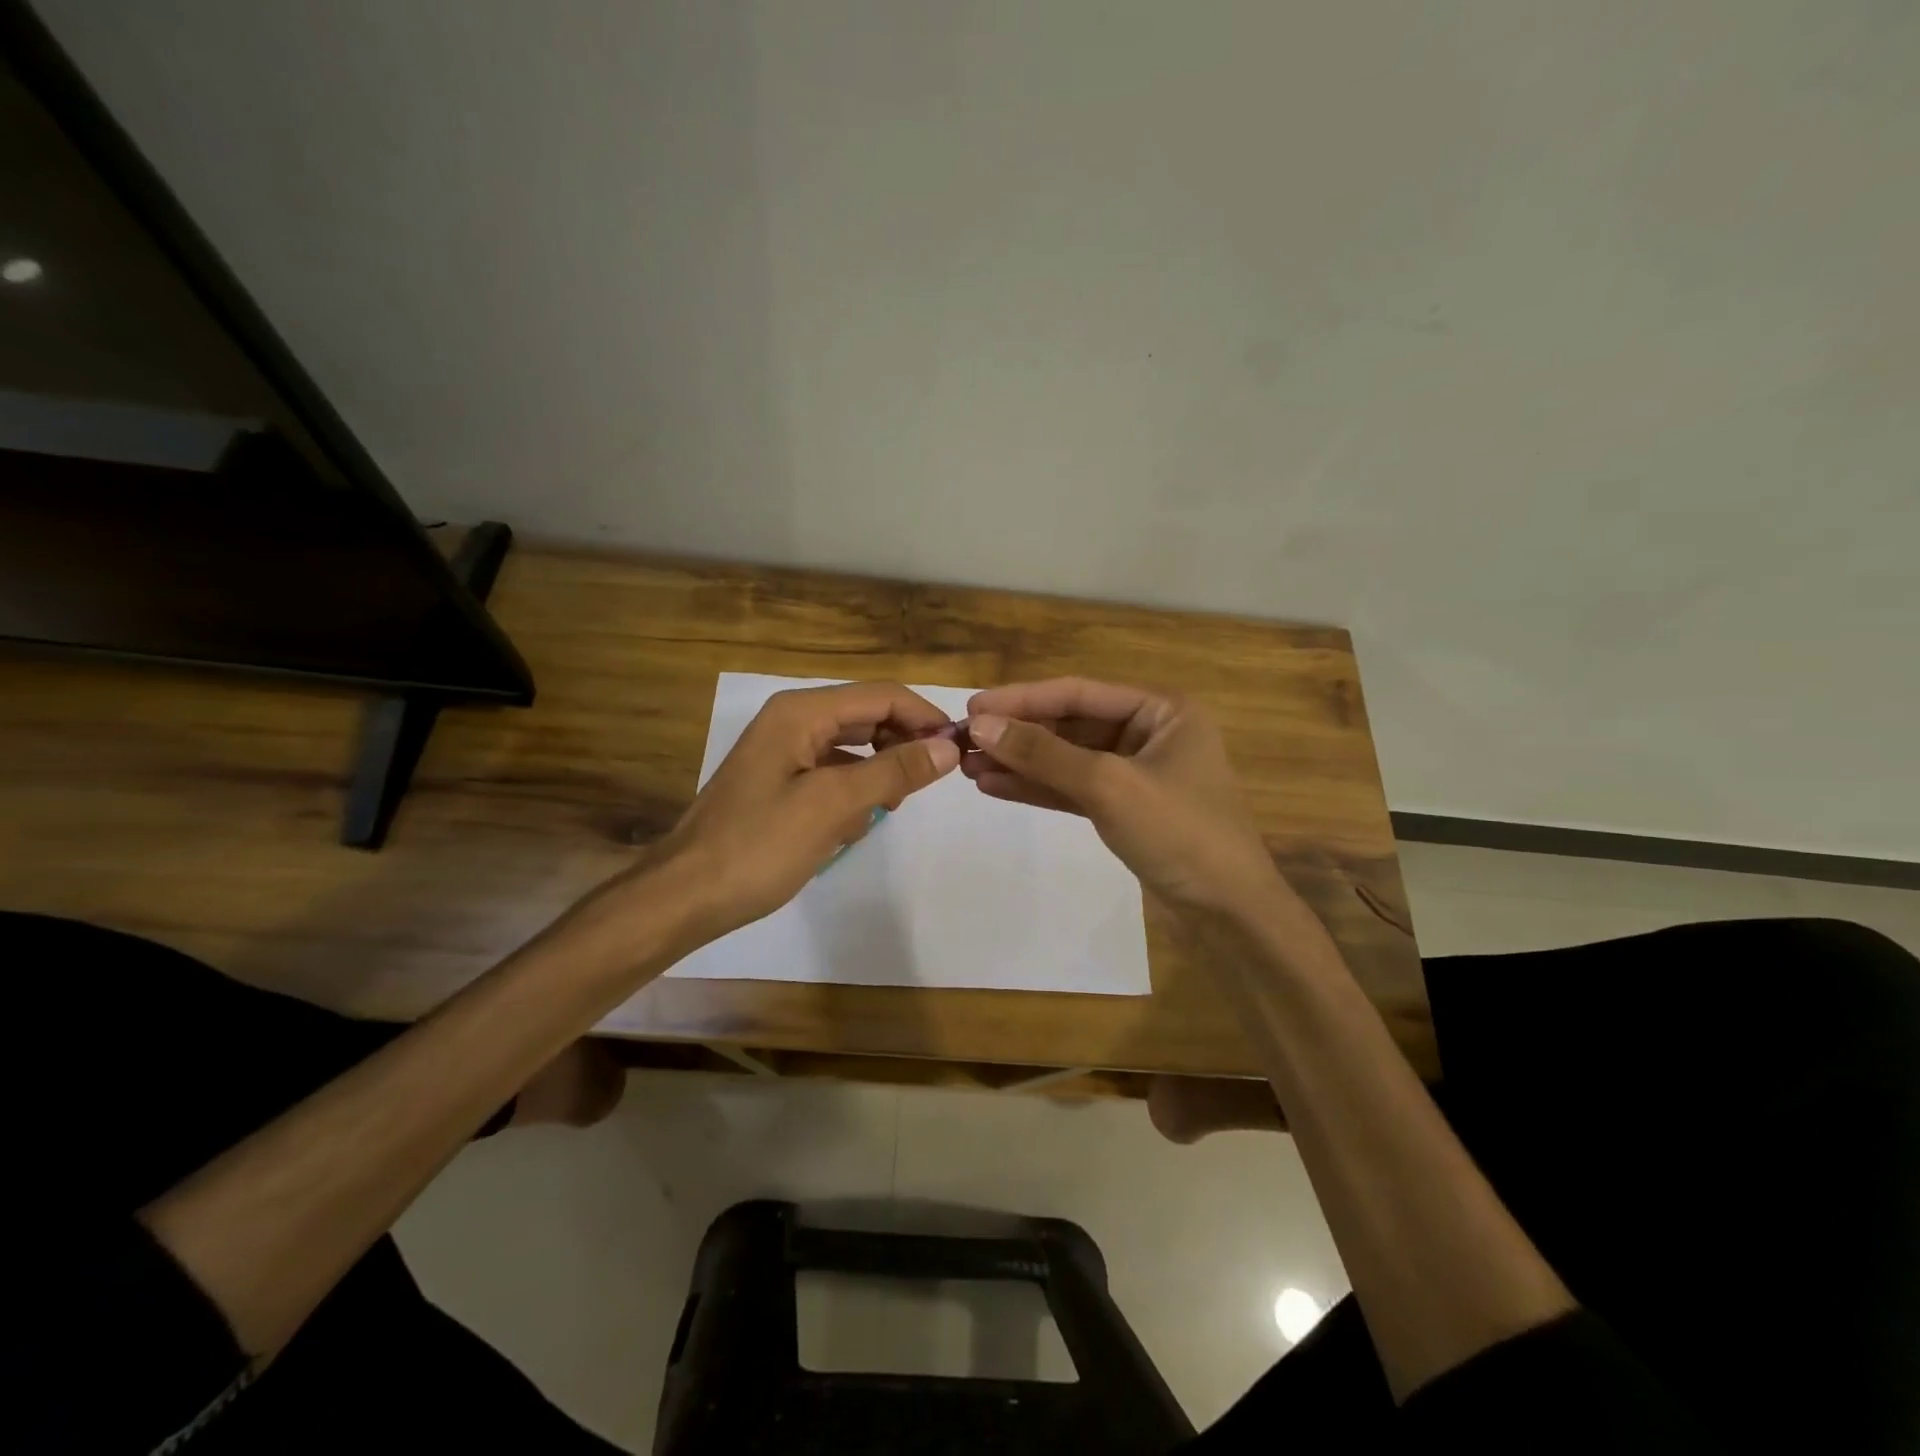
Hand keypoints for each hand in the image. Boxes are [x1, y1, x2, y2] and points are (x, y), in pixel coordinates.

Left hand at [654, 681, 960, 937]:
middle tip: (935, 779)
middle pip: (867, 715)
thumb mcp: (833, 805)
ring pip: (852, 745)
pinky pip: (832, 771)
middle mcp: (792, 720)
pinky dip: (853, 789)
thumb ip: (893, 771)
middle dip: (903, 742)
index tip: (960, 749)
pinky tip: (858, 821)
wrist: (685, 896)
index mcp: (801, 712)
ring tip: (896, 802)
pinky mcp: (779, 782)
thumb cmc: (758, 846)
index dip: (925, 717)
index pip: (881, 695)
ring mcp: (783, 751)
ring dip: (880, 768)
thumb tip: (948, 747)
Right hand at [962, 678, 1280, 914]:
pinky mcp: (1125, 807)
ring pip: (1068, 759)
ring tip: (967, 766)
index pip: (1079, 693)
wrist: (1228, 913)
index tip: (972, 709)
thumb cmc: (1179, 832)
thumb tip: (981, 725)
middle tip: (962, 742)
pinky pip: (1074, 788)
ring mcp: (1136, 772)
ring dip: (1021, 762)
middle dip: (1018, 735)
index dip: (1022, 699)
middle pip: (1070, 725)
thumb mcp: (1108, 785)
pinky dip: (1038, 788)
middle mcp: (1149, 733)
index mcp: (1161, 710)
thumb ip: (1043, 753)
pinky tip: (995, 786)